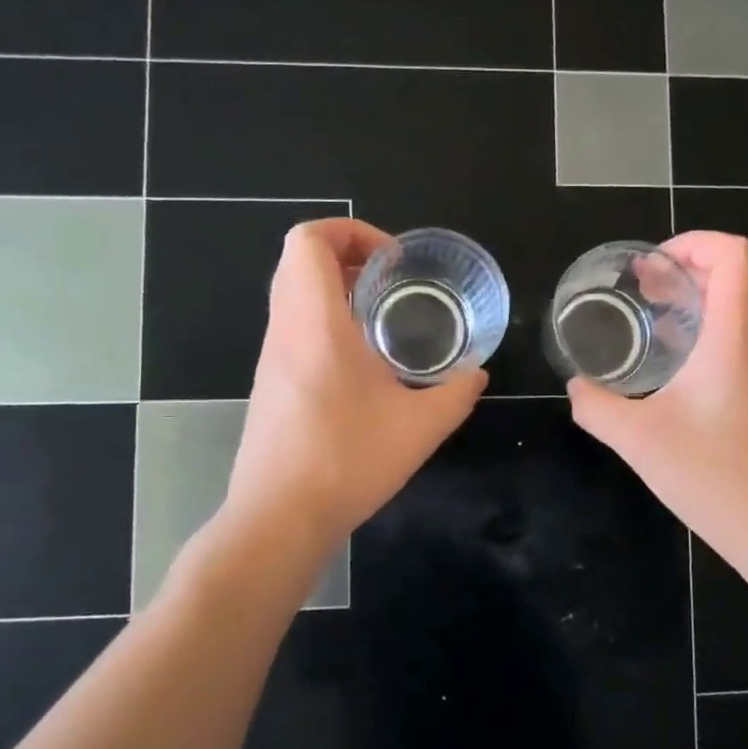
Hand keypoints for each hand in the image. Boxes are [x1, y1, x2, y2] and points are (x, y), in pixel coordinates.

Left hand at [228, 219, 485, 545]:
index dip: (351, 231)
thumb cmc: (347, 461)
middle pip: (297, 259)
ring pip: (292, 293)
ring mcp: (271, 356)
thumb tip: (477, 374)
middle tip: (392, 280)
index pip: (308, 241)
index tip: (393, 261)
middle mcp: (286, 329)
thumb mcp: (421, 427)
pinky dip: (325, 319)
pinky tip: (362, 361)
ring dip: (335, 288)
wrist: (279, 517)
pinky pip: (292, 325)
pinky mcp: (270, 382)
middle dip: (347, 255)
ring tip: (383, 316)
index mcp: (316, 324)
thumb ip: (457, 393)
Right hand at [566, 232, 747, 549]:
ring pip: (730, 312)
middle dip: (682, 269)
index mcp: (731, 339)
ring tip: (643, 316)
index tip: (651, 266)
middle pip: (731, 277)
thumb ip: (597, 407)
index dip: (694, 242)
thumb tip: (576, 387)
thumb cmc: (711, 476)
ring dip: (688, 302)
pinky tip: (663, 366)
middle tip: (637, 285)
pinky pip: (728, 345)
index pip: (734, 256)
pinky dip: (695, 335)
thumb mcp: (638, 440)